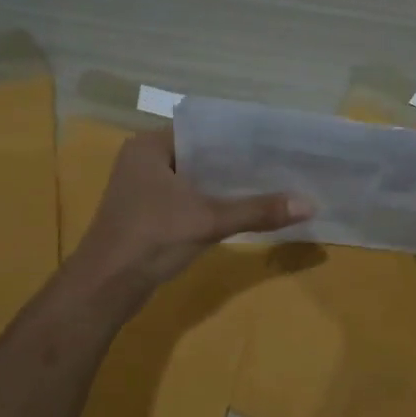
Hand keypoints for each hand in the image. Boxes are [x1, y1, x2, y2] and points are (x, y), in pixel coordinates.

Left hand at [68, 127, 310, 305]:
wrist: (105, 287)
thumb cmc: (151, 239)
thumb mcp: (208, 221)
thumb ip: (257, 211)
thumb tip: (310, 204)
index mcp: (149, 146)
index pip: (201, 129)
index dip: (237, 136)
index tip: (272, 141)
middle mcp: (143, 161)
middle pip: (199, 154)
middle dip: (235, 161)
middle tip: (278, 163)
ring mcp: (142, 189)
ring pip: (193, 178)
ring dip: (223, 184)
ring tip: (268, 182)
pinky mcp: (146, 214)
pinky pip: (186, 198)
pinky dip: (210, 202)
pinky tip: (240, 208)